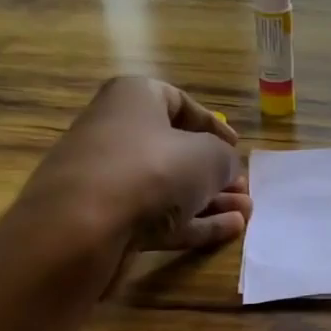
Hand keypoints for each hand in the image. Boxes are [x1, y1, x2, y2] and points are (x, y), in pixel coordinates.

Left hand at [9, 77, 249, 273]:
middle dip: (215, 171)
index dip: (213, 124)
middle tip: (243, 187)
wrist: (83, 227)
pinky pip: (160, 217)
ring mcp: (111, 180)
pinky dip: (195, 223)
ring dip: (211, 200)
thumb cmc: (152, 170)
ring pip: (170, 187)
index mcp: (134, 99)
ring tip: (247, 212)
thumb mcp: (208, 156)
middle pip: (175, 149)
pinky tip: (230, 231)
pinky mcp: (110, 221)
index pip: (178, 102)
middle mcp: (117, 133)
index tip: (237, 146)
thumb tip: (225, 167)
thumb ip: (225, 158)